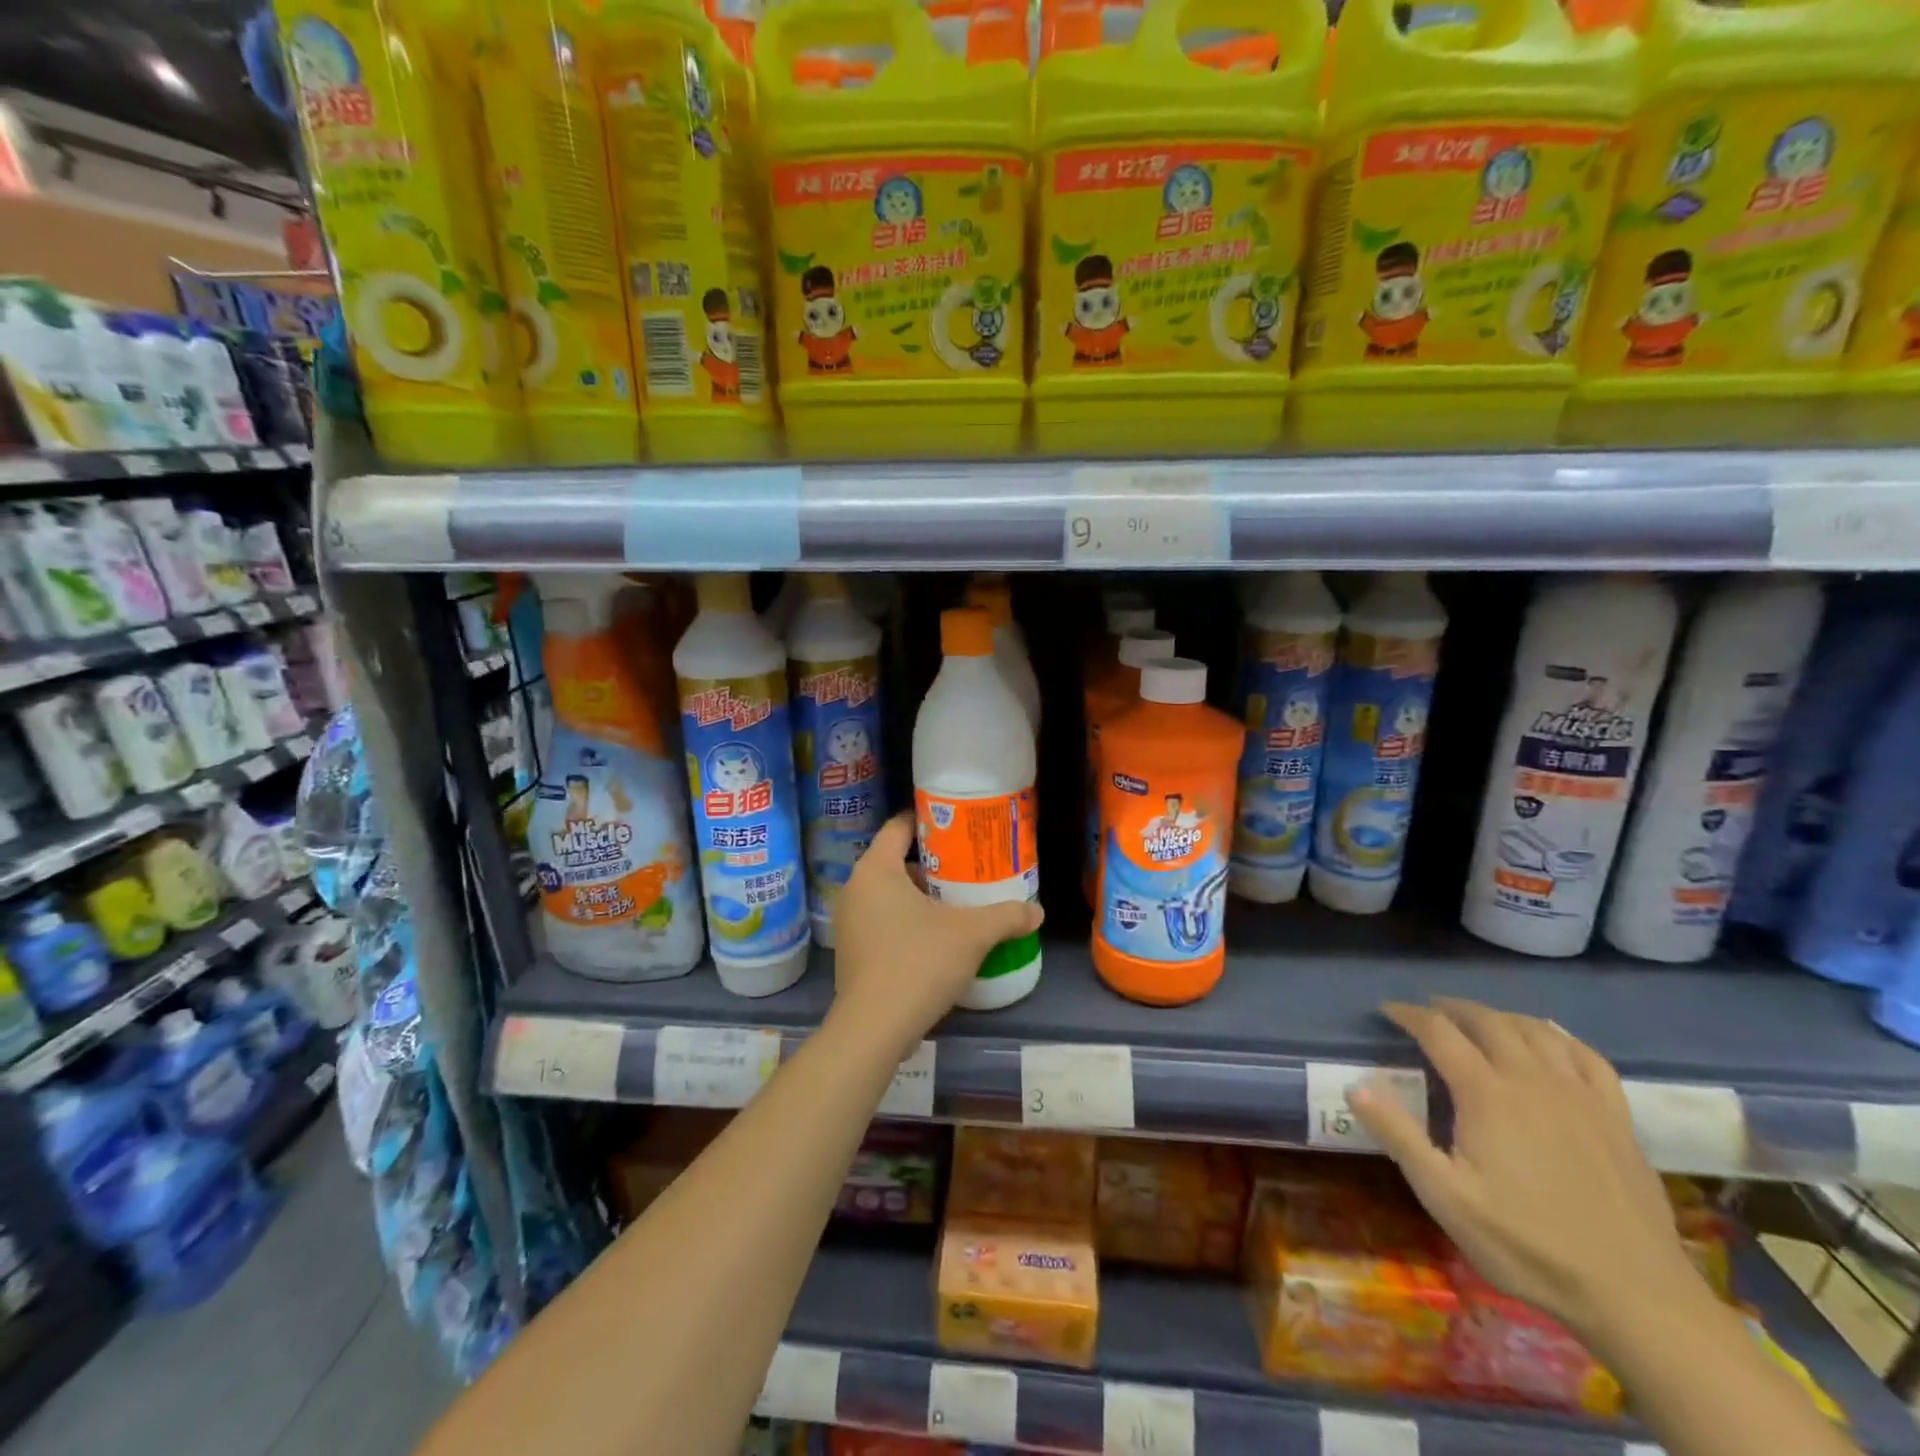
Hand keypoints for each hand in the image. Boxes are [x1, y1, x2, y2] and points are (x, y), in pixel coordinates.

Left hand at [827, 814, 1042, 1058]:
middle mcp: (855, 889)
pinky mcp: (851, 952)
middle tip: (966, 868)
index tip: (957, 826)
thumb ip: (1006, 917)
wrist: (873, 1029)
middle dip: (932, 864)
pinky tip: (935, 939)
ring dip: (920, 896)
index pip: (898, 827)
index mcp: (876, 869)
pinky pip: (881, 921)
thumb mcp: (971, 935)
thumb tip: (1037, 912)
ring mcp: (848, 922)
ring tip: (956, 904)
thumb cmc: (918, 963)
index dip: (928, 822)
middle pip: (895, 861)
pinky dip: (905, 921)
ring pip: (888, 894)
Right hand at [1349, 998, 1705, 1342]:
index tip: (1387, 1012)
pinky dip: (1559, 1037)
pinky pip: (1587, 1056)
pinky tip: (1549, 1042)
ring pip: (1536, 1030)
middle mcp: (1532, 1080)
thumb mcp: (1445, 1197)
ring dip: (1500, 1016)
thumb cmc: (1527, 1245)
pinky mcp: (1617, 1118)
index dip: (1409, 1015)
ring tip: (1480, 1020)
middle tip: (1428, 1010)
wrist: (1636, 1296)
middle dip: (1453, 1008)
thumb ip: (1399, 1136)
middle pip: (1488, 1021)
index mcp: (1487, 1094)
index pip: (1439, 1032)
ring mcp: (1580, 1096)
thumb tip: (1357, 1086)